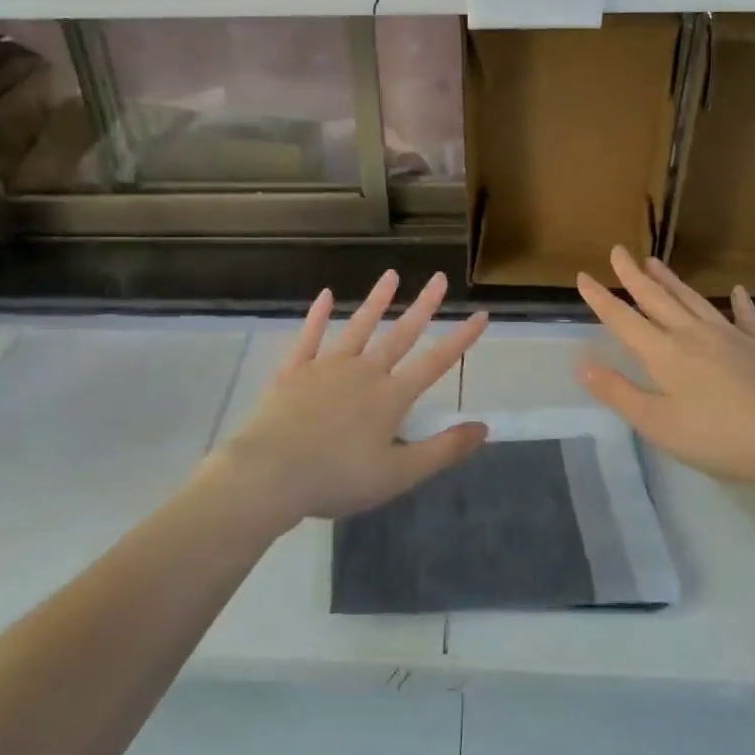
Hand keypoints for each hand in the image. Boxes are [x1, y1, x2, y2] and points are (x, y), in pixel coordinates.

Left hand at [204, 271, 489, 531]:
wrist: (270, 474)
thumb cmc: (338, 479)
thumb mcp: (399, 475)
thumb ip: (443, 450)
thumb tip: (484, 427)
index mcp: (390, 397)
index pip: (434, 362)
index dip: (460, 339)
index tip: (481, 315)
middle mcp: (363, 372)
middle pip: (399, 335)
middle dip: (423, 306)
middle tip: (440, 278)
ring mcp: (326, 367)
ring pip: (358, 327)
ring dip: (376, 301)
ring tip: (391, 275)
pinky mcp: (293, 371)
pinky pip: (309, 337)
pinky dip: (318, 316)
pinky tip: (326, 296)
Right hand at [575, 247, 754, 495]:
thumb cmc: (721, 437)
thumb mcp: (659, 424)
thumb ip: (620, 392)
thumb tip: (582, 364)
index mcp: (665, 354)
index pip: (624, 320)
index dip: (602, 299)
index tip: (583, 276)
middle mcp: (694, 335)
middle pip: (658, 300)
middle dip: (634, 276)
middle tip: (619, 250)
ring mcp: (732, 337)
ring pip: (694, 301)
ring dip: (672, 281)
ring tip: (655, 261)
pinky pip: (747, 319)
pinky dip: (741, 304)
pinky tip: (738, 290)